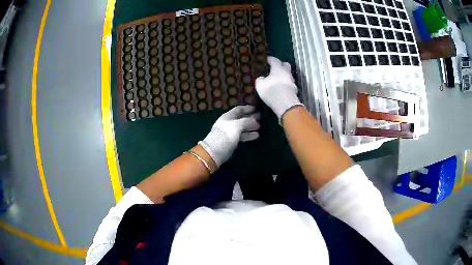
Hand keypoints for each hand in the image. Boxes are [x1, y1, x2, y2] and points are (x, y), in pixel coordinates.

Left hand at [198, 105, 259, 167]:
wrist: (214, 152)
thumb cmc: (225, 136)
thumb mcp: (236, 126)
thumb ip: (246, 121)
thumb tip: (255, 121)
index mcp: (227, 116)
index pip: (239, 109)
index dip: (247, 108)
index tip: (257, 108)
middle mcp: (228, 123)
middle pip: (241, 118)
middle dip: (250, 117)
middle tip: (261, 117)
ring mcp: (230, 133)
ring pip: (242, 128)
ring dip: (251, 126)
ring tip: (260, 127)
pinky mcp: (232, 142)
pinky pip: (242, 136)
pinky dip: (249, 135)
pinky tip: (256, 135)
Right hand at [255, 56, 302, 120]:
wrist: (286, 105)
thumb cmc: (272, 91)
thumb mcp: (260, 85)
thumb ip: (260, 79)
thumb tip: (262, 78)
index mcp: (278, 68)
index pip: (274, 60)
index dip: (270, 59)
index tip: (266, 59)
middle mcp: (287, 73)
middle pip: (285, 65)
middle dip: (281, 65)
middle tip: (274, 68)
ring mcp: (292, 82)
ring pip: (288, 75)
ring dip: (283, 76)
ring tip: (276, 79)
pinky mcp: (294, 90)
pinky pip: (289, 84)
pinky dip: (285, 84)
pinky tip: (281, 88)